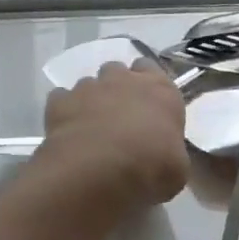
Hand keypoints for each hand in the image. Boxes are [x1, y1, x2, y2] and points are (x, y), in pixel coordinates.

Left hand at [35, 61, 187, 208]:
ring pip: (89, 83)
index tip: (145, 104)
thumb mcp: (177, 168)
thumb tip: (163, 154)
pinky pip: (62, 99)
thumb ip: (170, 149)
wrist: (100, 170)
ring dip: (91, 100)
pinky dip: (65, 111)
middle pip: (118, 70)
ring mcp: (89, 87)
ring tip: (91, 128)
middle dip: (117, 86)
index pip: (151, 69)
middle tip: (118, 115)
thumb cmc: (150, 168)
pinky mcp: (61, 100)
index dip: (146, 85)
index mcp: (159, 90)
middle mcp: (123, 79)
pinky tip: (68, 131)